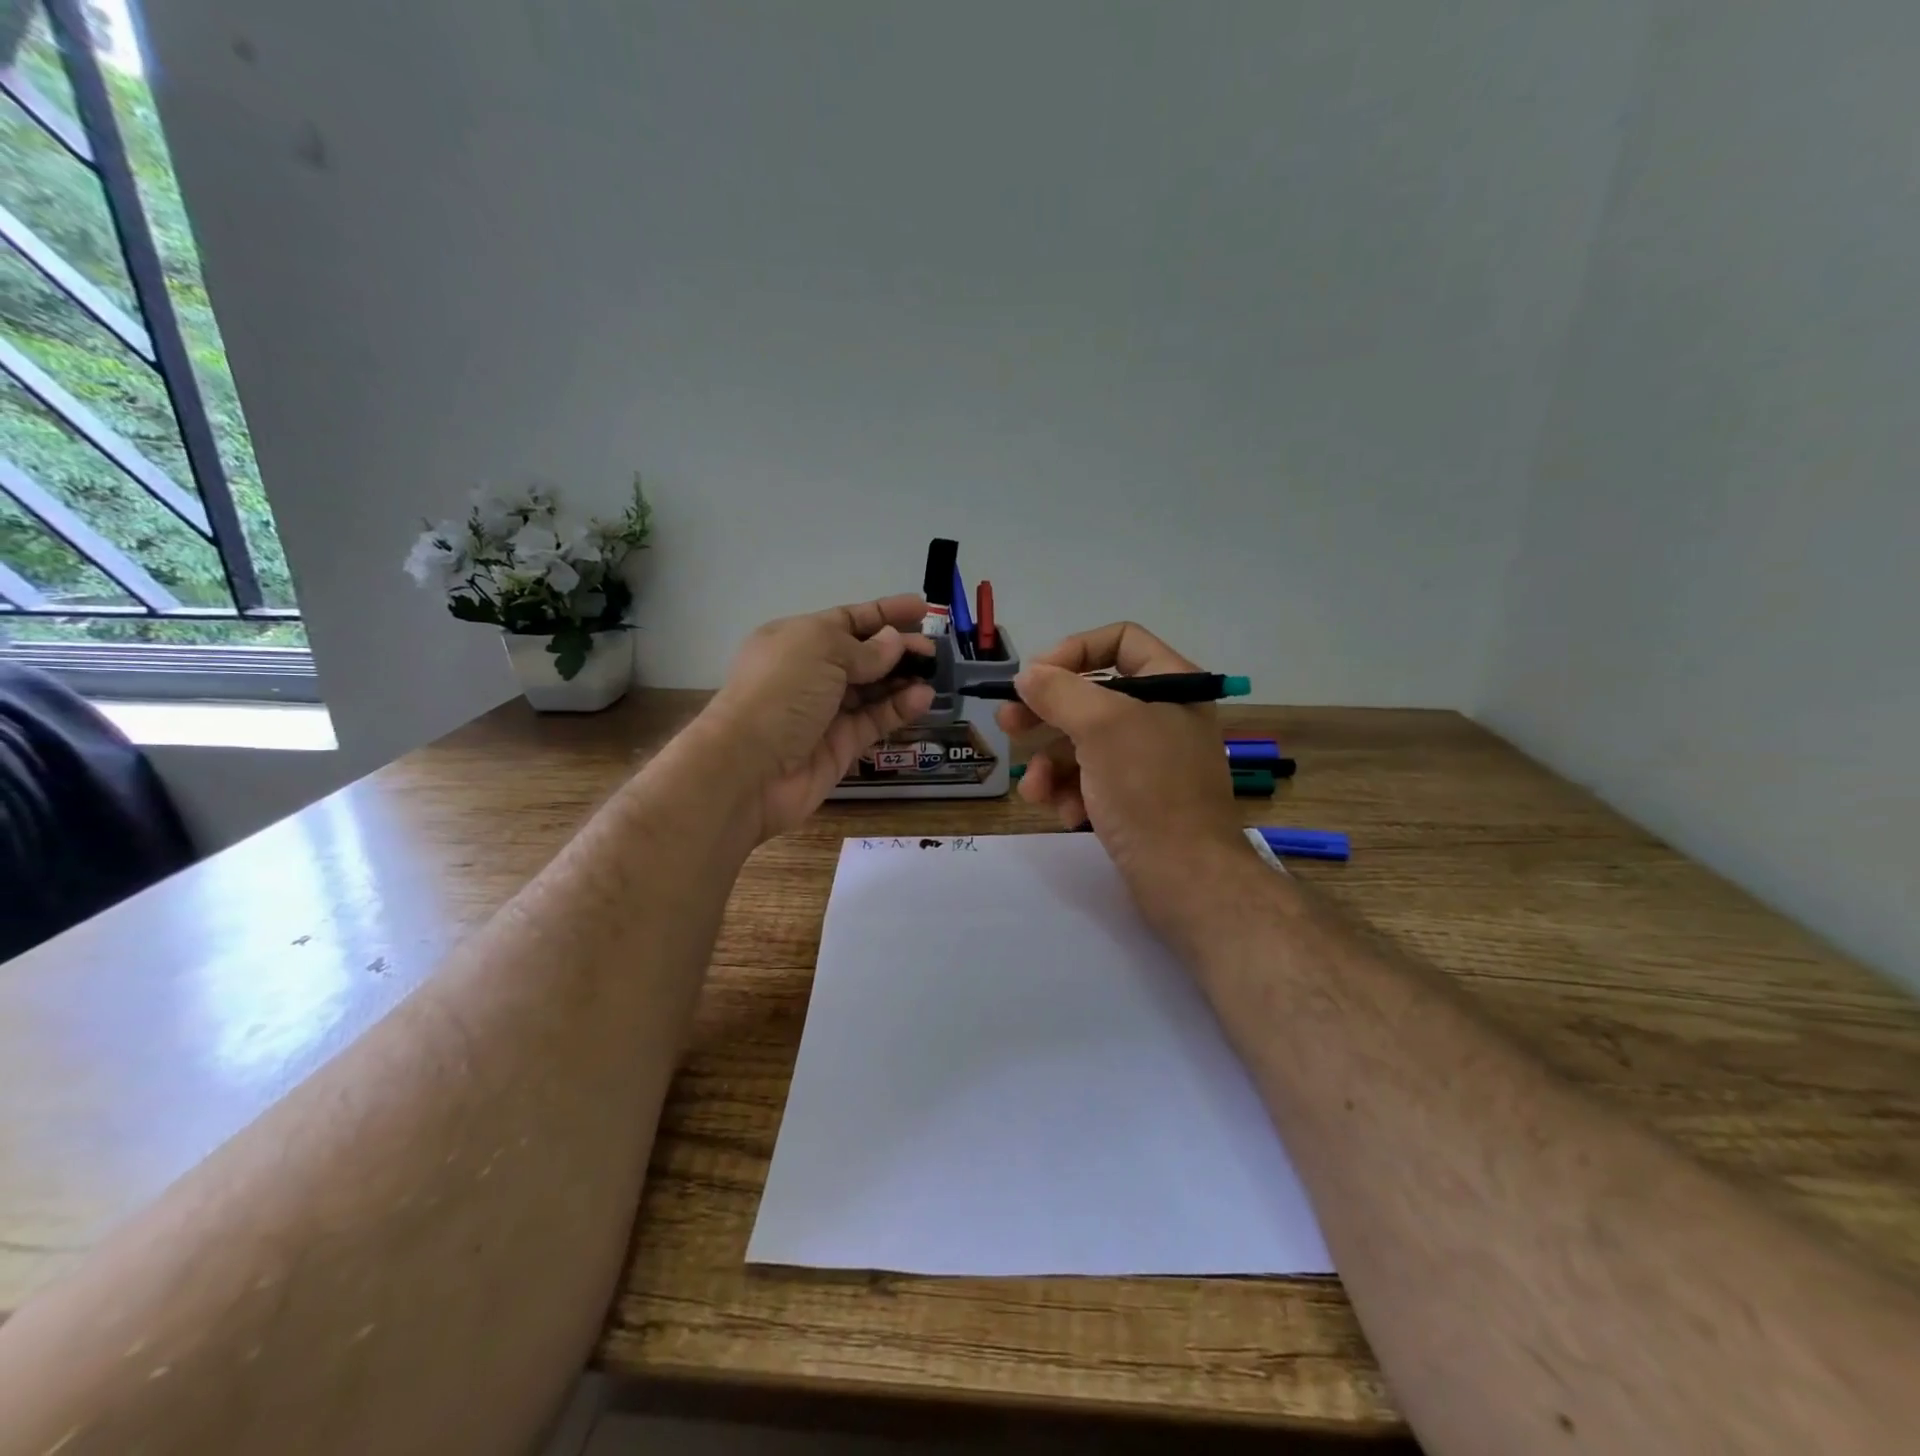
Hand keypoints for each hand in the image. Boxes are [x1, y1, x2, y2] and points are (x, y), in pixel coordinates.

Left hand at [703, 596, 935, 839]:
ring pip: (872, 690)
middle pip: (863, 655)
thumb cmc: (780, 693)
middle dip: (898, 648)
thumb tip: (894, 643)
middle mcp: (810, 674)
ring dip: (902, 678)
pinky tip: (923, 698)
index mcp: (796, 640)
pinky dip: (899, 709)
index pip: (847, 621)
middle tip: (933, 649)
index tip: (921, 608)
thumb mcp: (820, 650)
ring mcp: (825, 712)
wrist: (749, 768)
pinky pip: (875, 721)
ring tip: (934, 671)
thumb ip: (864, 648)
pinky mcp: (840, 746)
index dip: (883, 613)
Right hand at [996, 622, 1253, 935]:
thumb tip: (1028, 676)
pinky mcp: (1136, 799)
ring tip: (1035, 790)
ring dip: (1051, 765)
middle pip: (1092, 695)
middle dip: (1046, 714)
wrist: (1186, 880)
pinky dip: (1073, 794)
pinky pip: (1092, 780)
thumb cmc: (1149, 790)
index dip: (1072, 650)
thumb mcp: (1102, 728)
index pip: (1119, 641)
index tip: (1034, 678)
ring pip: (1084, 743)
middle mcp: (1163, 715)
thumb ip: (1060, 692)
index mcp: (1172, 684)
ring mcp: (1150, 760)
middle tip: (1008, 725)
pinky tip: (1068, 815)